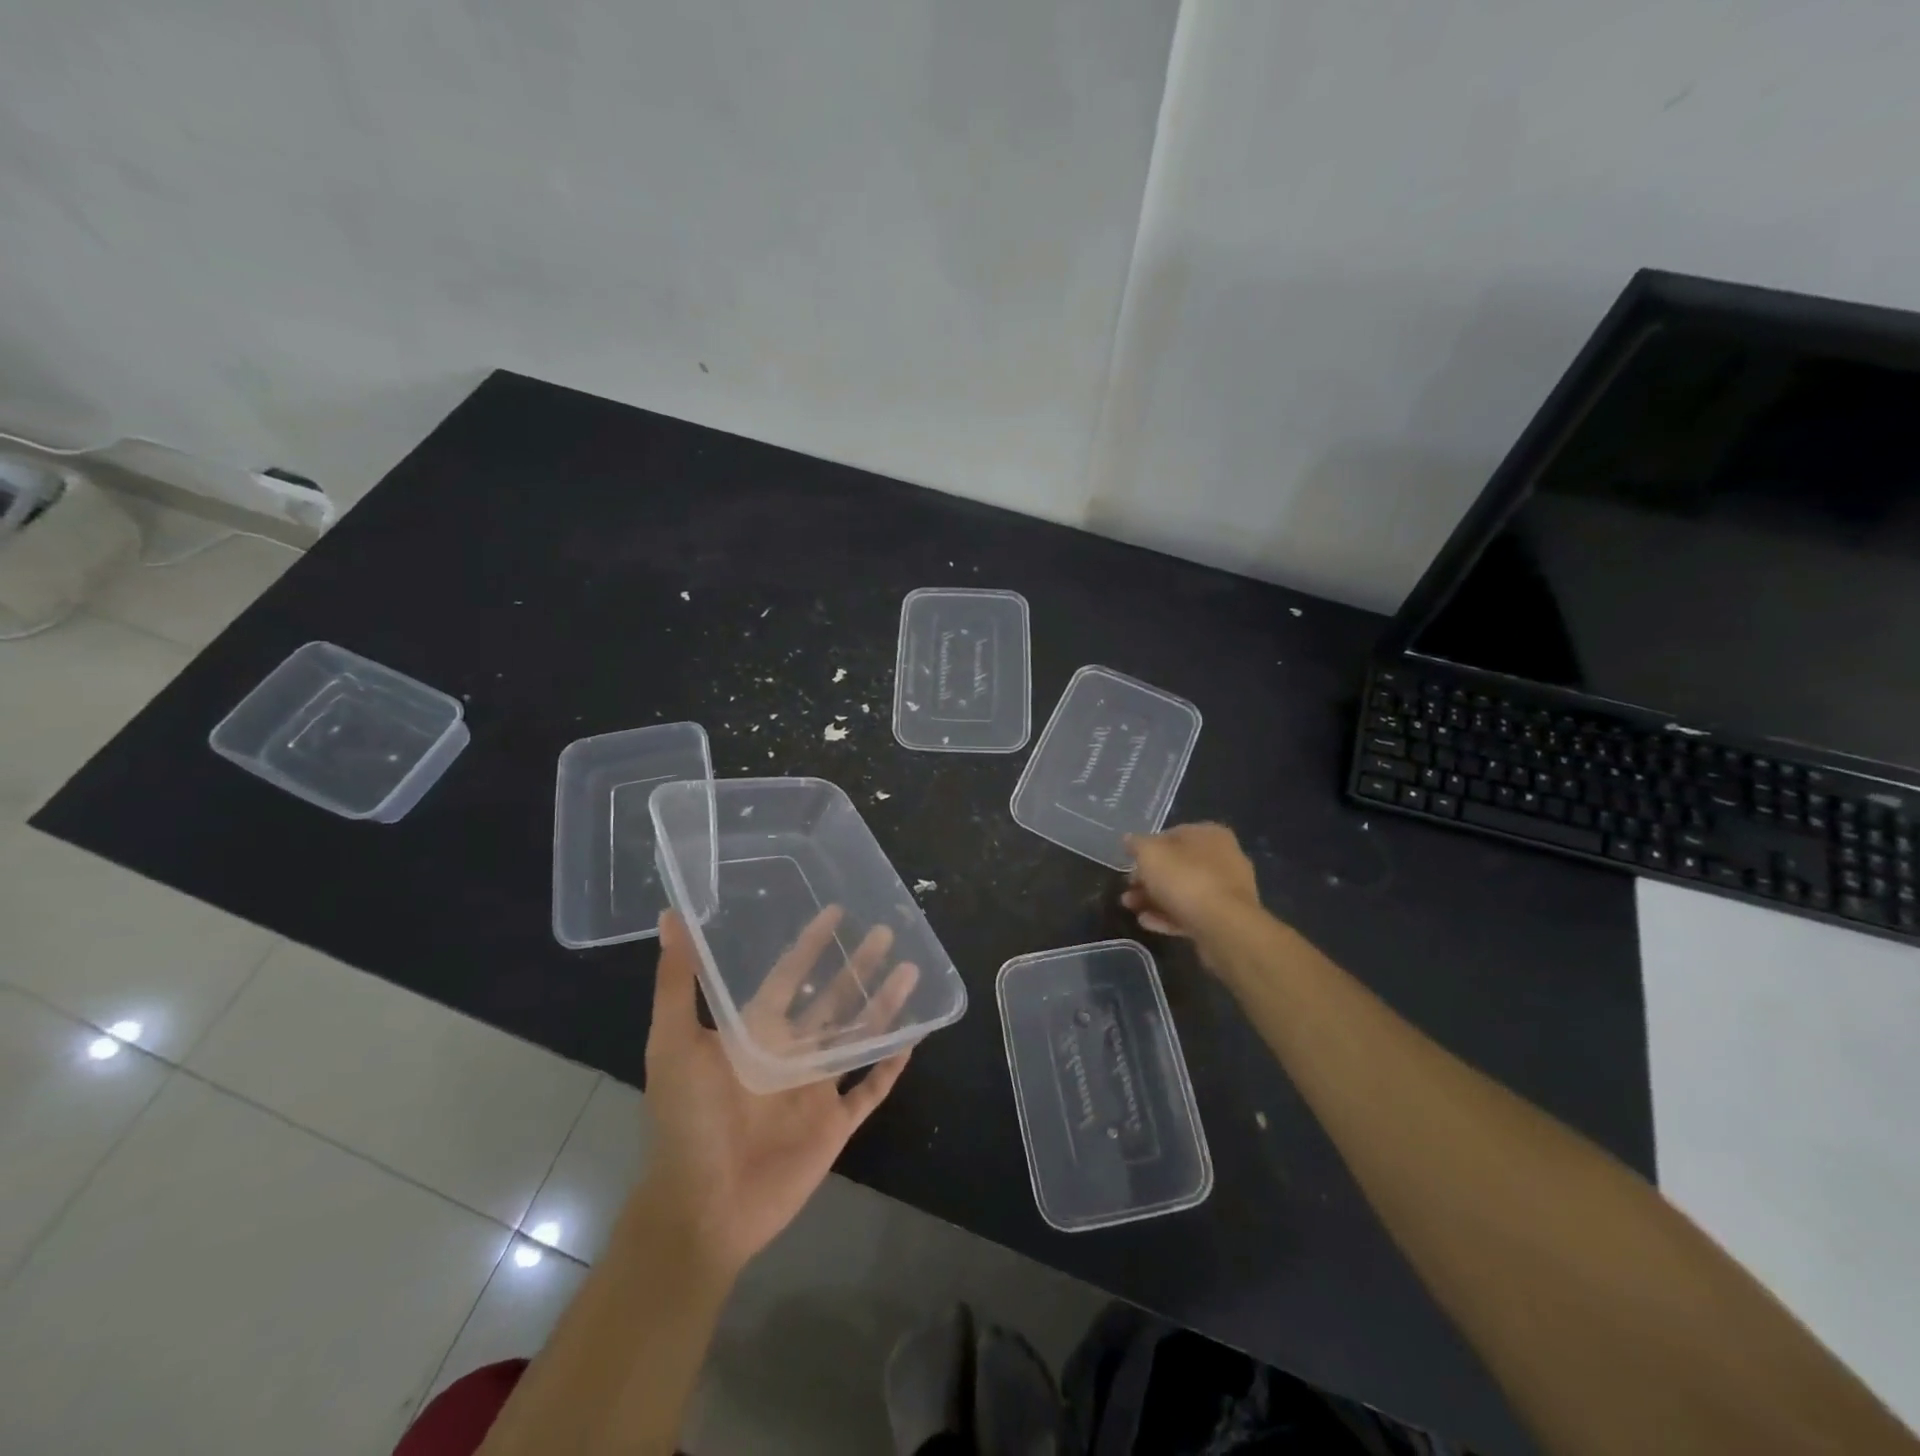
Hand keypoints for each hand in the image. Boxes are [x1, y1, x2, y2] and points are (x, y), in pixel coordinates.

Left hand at [639, 909, 911, 1277]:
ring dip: (884, 1004)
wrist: (701, 1208)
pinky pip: (869, 1089)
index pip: (789, 974)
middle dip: (857, 965)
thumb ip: (677, 982)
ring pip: (858, 1035)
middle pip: (832, 998)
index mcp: (756, 1031)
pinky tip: (914, 1038)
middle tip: (886, 931)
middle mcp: (790, 1051)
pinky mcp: (835, 1124)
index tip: (835, 911)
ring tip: (911, 970)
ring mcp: (815, 1088)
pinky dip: (889, 1066)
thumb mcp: (672, 1044)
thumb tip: (669, 916)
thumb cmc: (687, 1122)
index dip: (810, 944)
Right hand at [1121, 823, 1260, 948]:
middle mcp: (1223, 858)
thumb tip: (1129, 839)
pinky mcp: (1225, 919)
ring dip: (1153, 899)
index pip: (1172, 835)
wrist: (1223, 926)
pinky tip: (1147, 922)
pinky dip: (1168, 916)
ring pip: (1183, 891)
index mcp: (1210, 835)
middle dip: (1148, 878)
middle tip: (1127, 889)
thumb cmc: (1185, 879)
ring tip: (1130, 907)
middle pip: (1177, 866)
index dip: (1147, 848)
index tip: (1130, 863)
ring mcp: (1226, 891)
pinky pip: (1192, 913)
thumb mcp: (1150, 854)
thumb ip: (1137, 844)